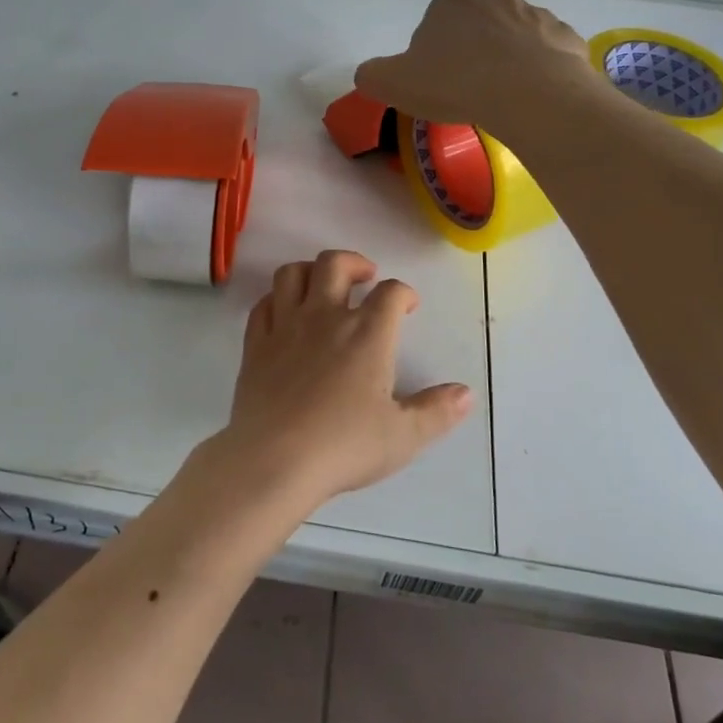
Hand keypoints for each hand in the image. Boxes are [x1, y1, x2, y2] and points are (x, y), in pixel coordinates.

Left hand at [215, 250, 472, 507]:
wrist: (274, 460)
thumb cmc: (344, 446)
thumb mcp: (403, 436)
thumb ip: (436, 411)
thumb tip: (466, 394)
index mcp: (367, 334)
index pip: (391, 293)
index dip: (404, 292)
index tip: (408, 305)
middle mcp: (325, 318)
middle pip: (335, 264)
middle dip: (354, 262)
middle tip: (365, 277)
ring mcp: (285, 327)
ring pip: (292, 274)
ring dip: (310, 270)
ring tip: (323, 284)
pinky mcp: (256, 344)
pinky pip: (263, 305)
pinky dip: (276, 299)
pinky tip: (284, 312)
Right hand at [354, 0, 593, 136]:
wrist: (530, 95)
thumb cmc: (455, 84)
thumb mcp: (392, 84)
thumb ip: (371, 75)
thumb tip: (369, 74)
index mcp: (449, 4)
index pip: (432, 26)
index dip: (430, 57)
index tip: (435, 84)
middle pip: (475, 28)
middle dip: (471, 53)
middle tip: (467, 92)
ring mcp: (535, 15)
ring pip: (514, 39)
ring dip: (507, 60)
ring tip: (503, 98)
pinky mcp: (566, 37)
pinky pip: (547, 54)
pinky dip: (540, 71)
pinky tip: (533, 98)